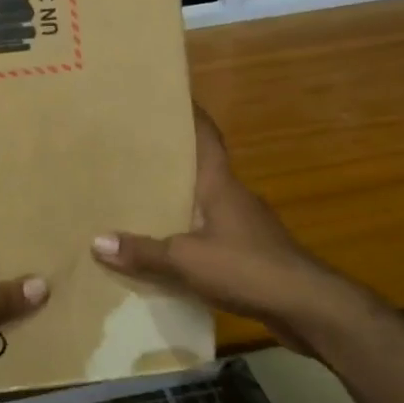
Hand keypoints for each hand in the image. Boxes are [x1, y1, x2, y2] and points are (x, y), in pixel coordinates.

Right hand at [92, 106, 354, 345]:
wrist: (307, 306)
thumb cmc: (247, 267)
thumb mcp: (186, 259)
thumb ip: (143, 251)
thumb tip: (96, 241)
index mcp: (220, 184)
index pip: (207, 137)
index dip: (191, 114)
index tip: (170, 96)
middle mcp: (234, 196)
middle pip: (200, 169)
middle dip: (171, 160)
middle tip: (133, 152)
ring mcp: (246, 225)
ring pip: (204, 203)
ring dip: (178, 200)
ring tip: (140, 199)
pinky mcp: (250, 252)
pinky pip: (210, 233)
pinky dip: (188, 234)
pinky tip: (167, 247)